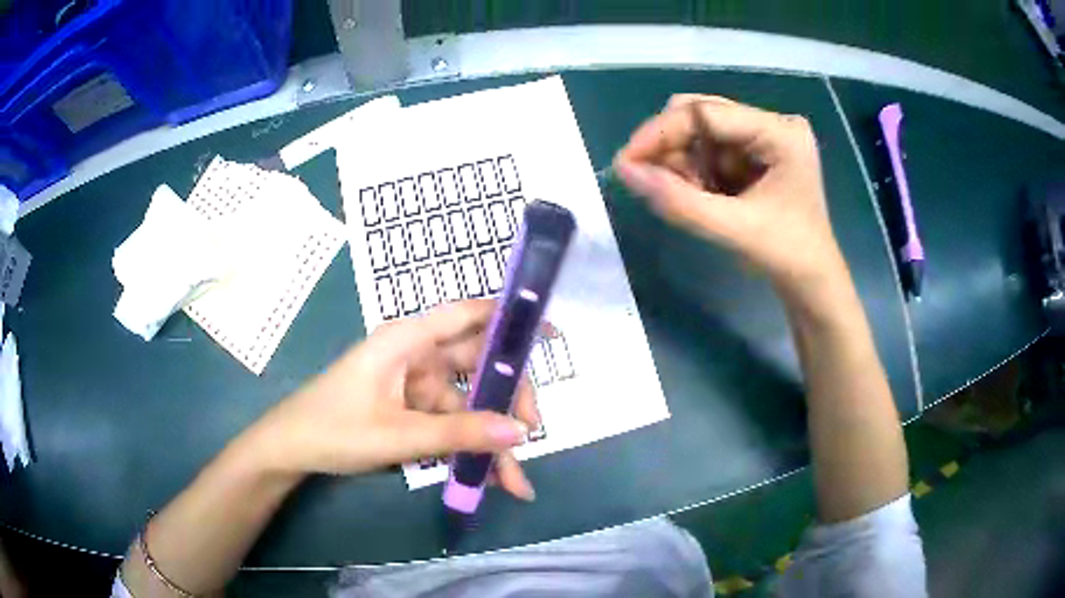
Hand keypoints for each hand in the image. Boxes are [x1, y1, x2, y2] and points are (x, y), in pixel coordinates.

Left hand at [247, 299, 538, 500]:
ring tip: (514, 480)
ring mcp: (412, 384)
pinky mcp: (409, 409)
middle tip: (531, 431)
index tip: (549, 332)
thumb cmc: (334, 429)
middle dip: (507, 399)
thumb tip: (522, 432)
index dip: (510, 318)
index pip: (467, 315)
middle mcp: (415, 355)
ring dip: (489, 439)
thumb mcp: (399, 435)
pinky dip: (466, 448)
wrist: (290, 450)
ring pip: (465, 405)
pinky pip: (448, 424)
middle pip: (476, 366)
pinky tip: (485, 478)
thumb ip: (460, 433)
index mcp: (407, 340)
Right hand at [613, 95, 845, 291]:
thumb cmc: (785, 255)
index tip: (626, 161)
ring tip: (684, 197)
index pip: (706, 112)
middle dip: (670, 147)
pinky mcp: (756, 152)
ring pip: (700, 132)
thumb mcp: (733, 229)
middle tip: (647, 180)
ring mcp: (764, 136)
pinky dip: (693, 171)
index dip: (660, 132)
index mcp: (780, 132)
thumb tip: (624, 171)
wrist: (812, 281)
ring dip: (681, 162)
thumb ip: (679, 201)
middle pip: (700, 114)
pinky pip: (709, 149)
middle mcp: (772, 123)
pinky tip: (698, 195)